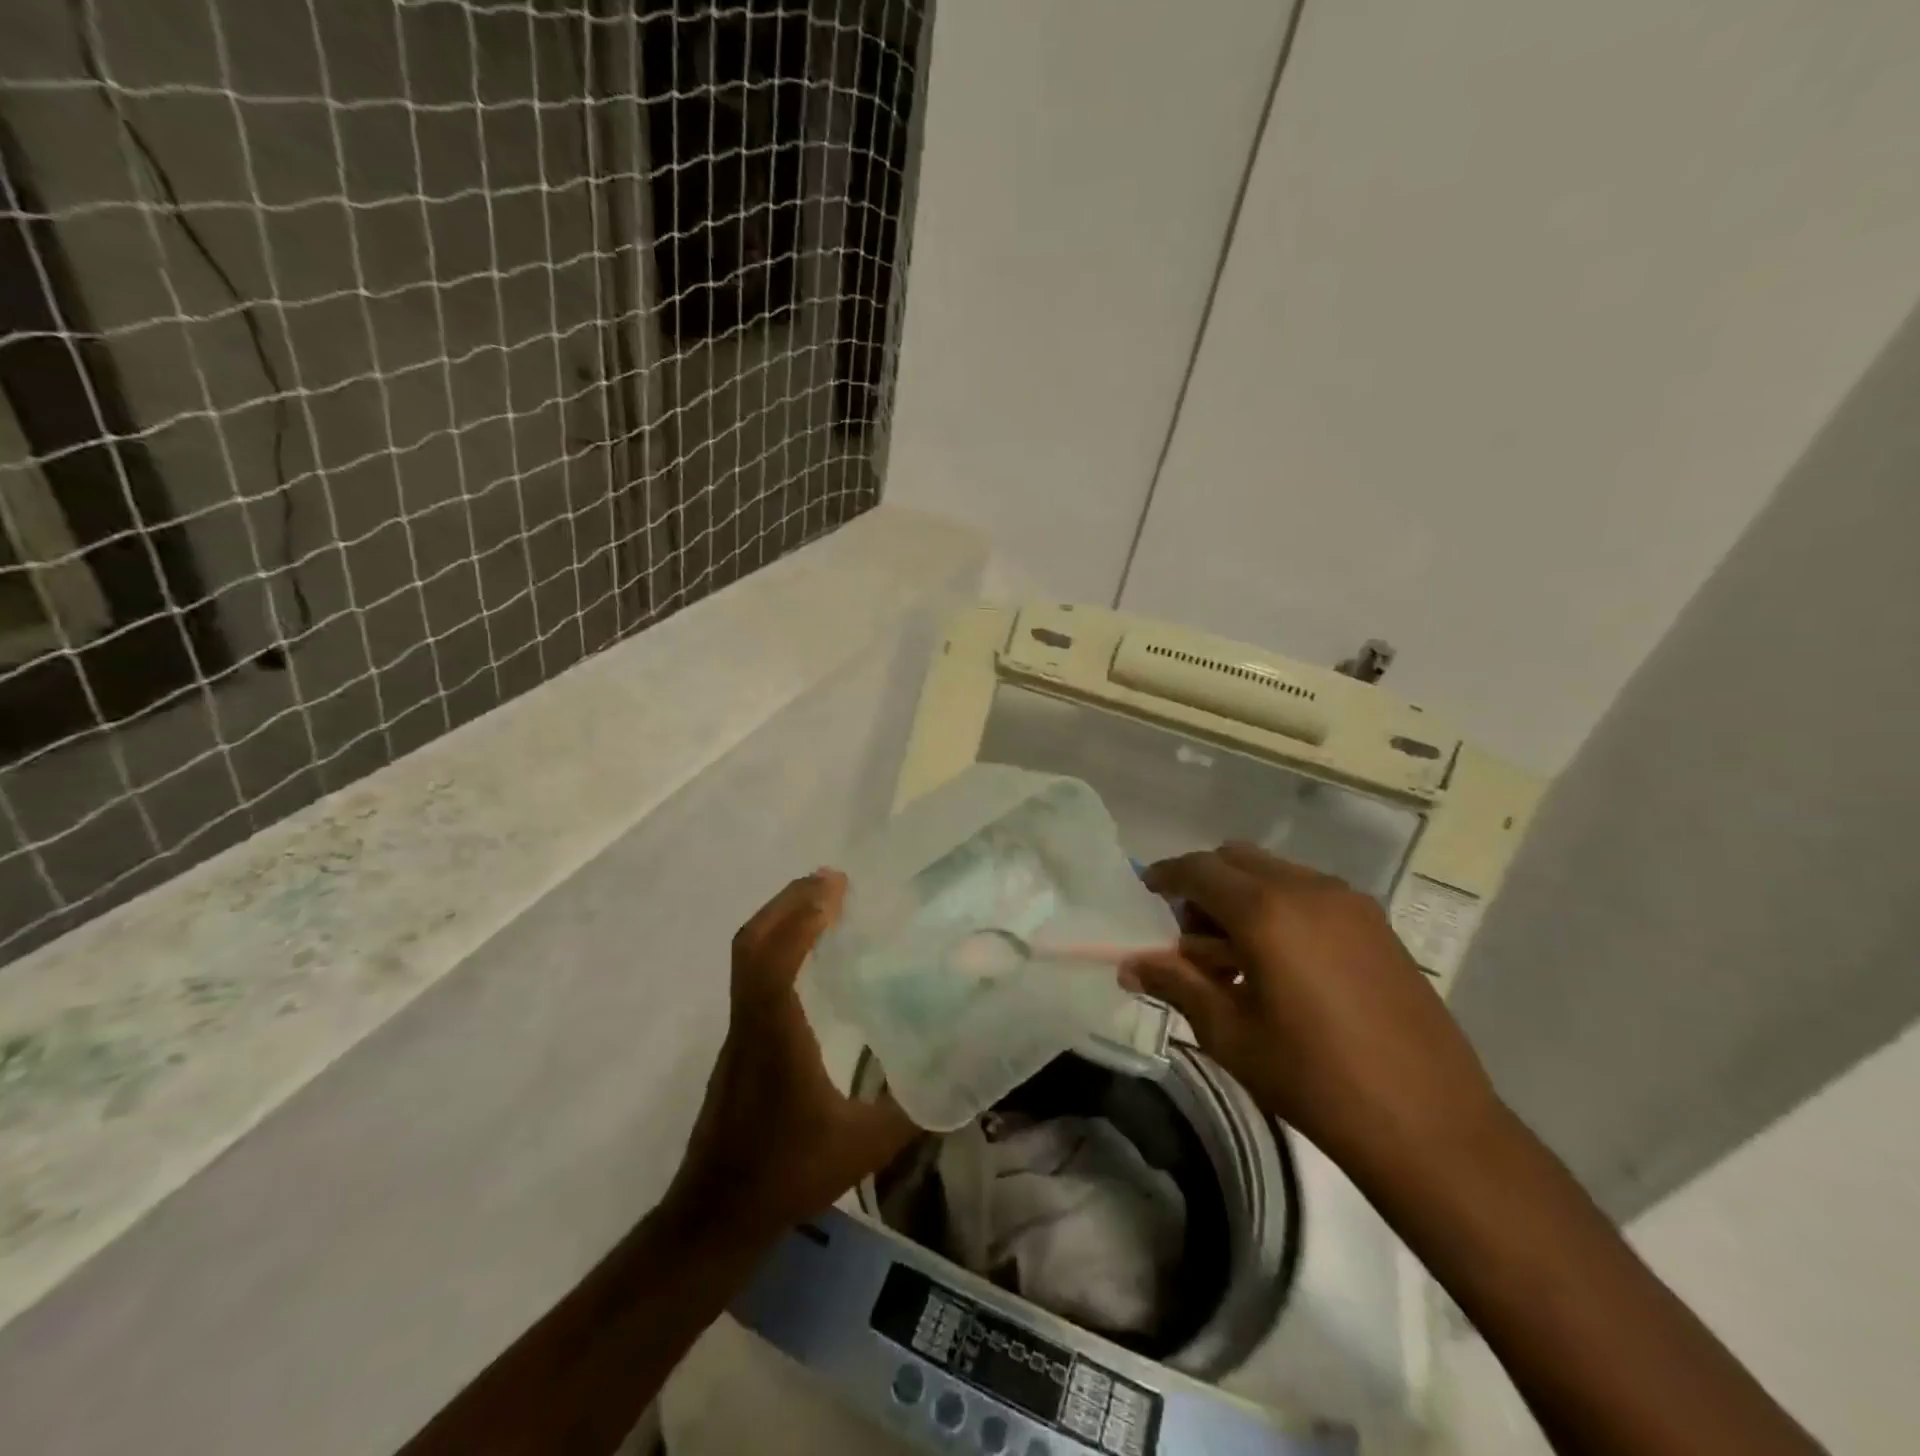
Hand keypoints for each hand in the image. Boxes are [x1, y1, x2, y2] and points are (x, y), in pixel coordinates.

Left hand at [666, 870, 918, 1250]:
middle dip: (788, 902)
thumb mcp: (862, 1147)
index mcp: (776, 1036)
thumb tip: (956, 1078)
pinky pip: (752, 974)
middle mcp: (751, 1021)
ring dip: (780, 919)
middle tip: (832, 880)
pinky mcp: (739, 1042)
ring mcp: (739, 1031)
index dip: (801, 917)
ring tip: (822, 902)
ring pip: (747, 957)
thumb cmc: (787, 1174)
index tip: (836, 886)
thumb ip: (911, 1110)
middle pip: (752, 943)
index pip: (774, 960)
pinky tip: (807, 953)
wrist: (716, 1213)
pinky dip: (776, 945)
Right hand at [1124, 843, 1499, 1164]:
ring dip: (1242, 895)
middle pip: (1236, 859)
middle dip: (1204, 885)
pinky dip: (1280, 906)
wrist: (1430, 1124)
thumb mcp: (1231, 1033)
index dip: (1166, 875)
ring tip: (1239, 958)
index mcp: (1266, 911)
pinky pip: (1309, 892)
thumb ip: (1176, 984)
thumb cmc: (1314, 1079)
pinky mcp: (1377, 924)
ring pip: (1274, 872)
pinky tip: (1283, 964)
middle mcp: (1307, 889)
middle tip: (1192, 938)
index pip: (1198, 869)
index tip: (1147, 892)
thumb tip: (1130, 964)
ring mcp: (1350, 903)